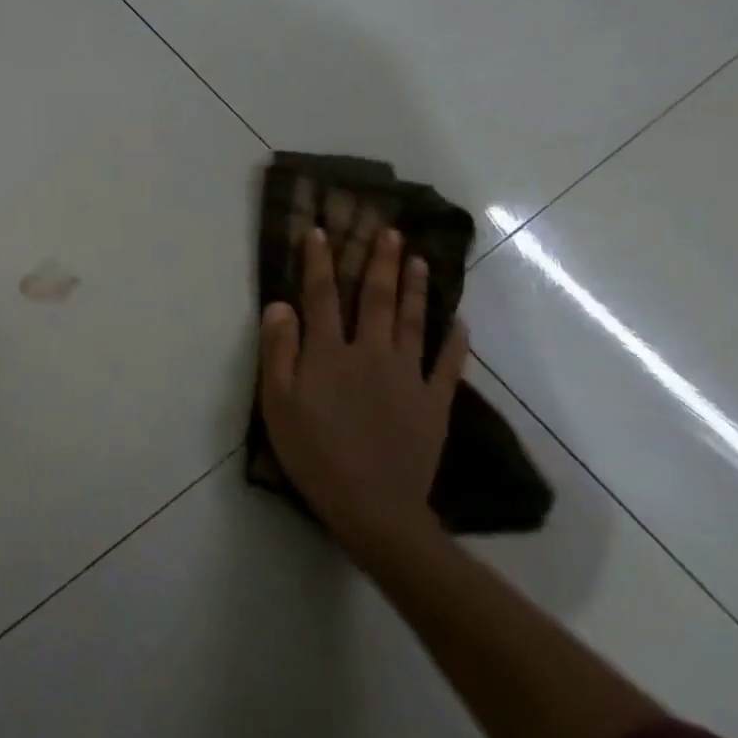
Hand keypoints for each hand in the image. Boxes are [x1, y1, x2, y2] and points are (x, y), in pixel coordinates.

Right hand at [257, 227, 467, 554]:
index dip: (320, 262)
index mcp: (329, 353)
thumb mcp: (278, 402)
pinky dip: (453, 340)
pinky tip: (458, 322)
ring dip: (416, 288)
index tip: (321, 231)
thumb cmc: (313, 453)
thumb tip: (280, 304)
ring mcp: (408, 376)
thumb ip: (279, 350)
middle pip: (376, 299)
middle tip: (389, 231)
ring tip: (421, 260)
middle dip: (380, 262)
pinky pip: (447, 364)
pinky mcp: (434, 403)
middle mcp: (371, 353)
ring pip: (413, 322)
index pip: (322, 296)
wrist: (372, 506)